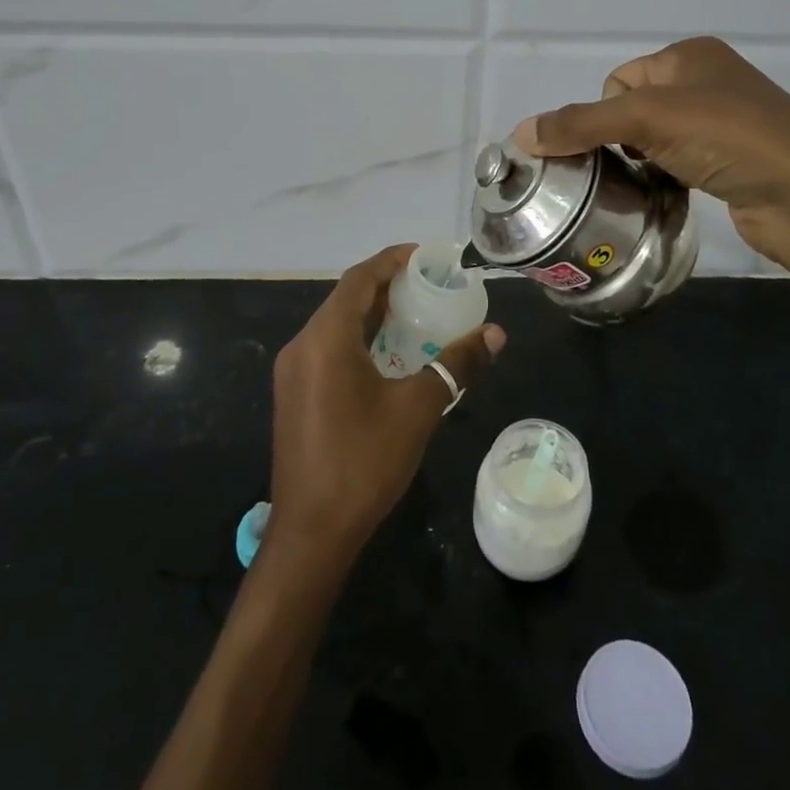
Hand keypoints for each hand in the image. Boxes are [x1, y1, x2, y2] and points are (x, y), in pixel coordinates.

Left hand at [264, 245, 504, 574]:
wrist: (311, 533)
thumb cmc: (363, 463)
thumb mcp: (417, 409)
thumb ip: (455, 366)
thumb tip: (495, 335)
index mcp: (325, 339)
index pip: (359, 280)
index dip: (391, 261)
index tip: (426, 256)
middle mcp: (302, 346)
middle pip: (346, 299)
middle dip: (387, 287)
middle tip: (430, 284)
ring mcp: (294, 372)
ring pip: (336, 325)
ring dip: (374, 315)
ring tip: (417, 313)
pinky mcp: (295, 394)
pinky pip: (329, 349)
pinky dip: (360, 339)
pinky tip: (390, 355)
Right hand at [513, 37, 789, 264]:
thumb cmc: (728, 137)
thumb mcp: (647, 119)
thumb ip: (581, 124)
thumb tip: (521, 133)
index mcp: (690, 54)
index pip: (619, 80)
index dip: (609, 114)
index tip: (626, 143)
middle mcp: (707, 80)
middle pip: (633, 110)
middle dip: (624, 139)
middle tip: (637, 164)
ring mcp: (724, 121)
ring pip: (655, 139)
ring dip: (644, 160)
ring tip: (655, 181)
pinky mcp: (732, 160)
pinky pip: (678, 161)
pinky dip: (667, 176)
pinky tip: (674, 192)